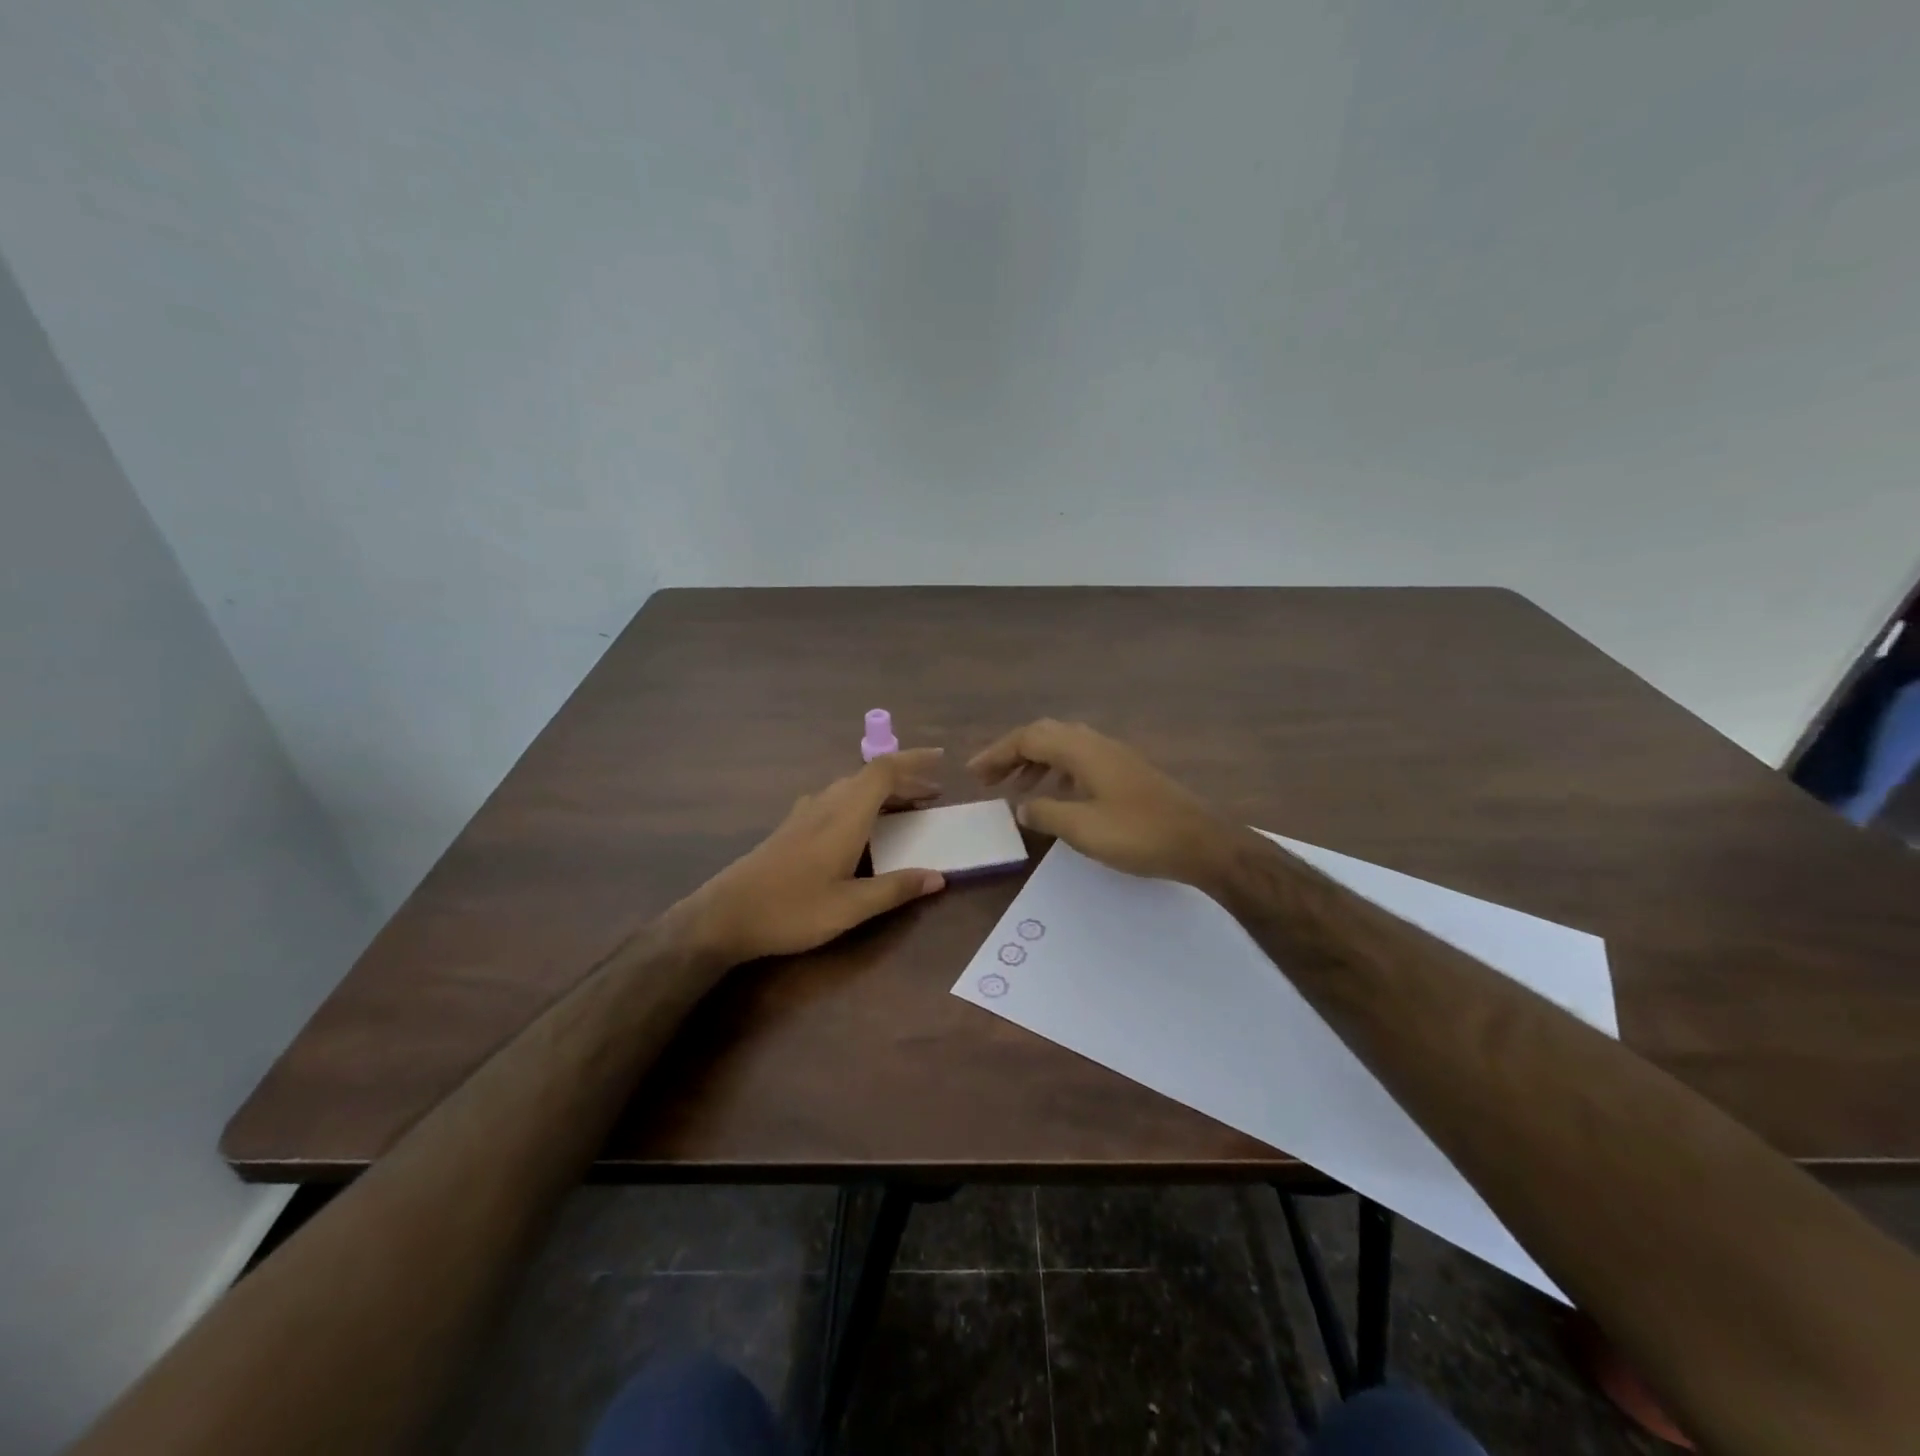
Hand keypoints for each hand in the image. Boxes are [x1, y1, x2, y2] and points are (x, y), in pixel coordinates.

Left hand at [688, 748, 948, 962]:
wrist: (724, 916)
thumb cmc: (790, 910)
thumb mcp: (850, 907)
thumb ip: (895, 888)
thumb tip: (938, 876)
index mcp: (844, 816)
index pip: (883, 771)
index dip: (914, 760)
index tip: (942, 759)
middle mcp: (825, 805)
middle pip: (869, 777)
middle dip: (905, 780)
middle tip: (933, 795)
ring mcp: (805, 814)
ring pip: (851, 788)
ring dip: (882, 791)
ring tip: (907, 809)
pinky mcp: (792, 827)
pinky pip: (836, 799)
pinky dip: (861, 802)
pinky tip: (862, 826)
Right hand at [968, 720, 1234, 887]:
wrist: (1201, 843)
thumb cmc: (1138, 834)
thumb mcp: (1082, 828)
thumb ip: (1045, 813)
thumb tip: (1021, 807)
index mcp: (1082, 751)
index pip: (1028, 739)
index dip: (997, 754)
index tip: (974, 774)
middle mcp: (1097, 744)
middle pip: (1045, 735)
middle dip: (1013, 753)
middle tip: (990, 779)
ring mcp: (1115, 756)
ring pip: (1064, 747)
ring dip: (1035, 762)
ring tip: (1016, 789)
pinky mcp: (1127, 772)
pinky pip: (1081, 760)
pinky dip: (1058, 772)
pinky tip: (1057, 795)